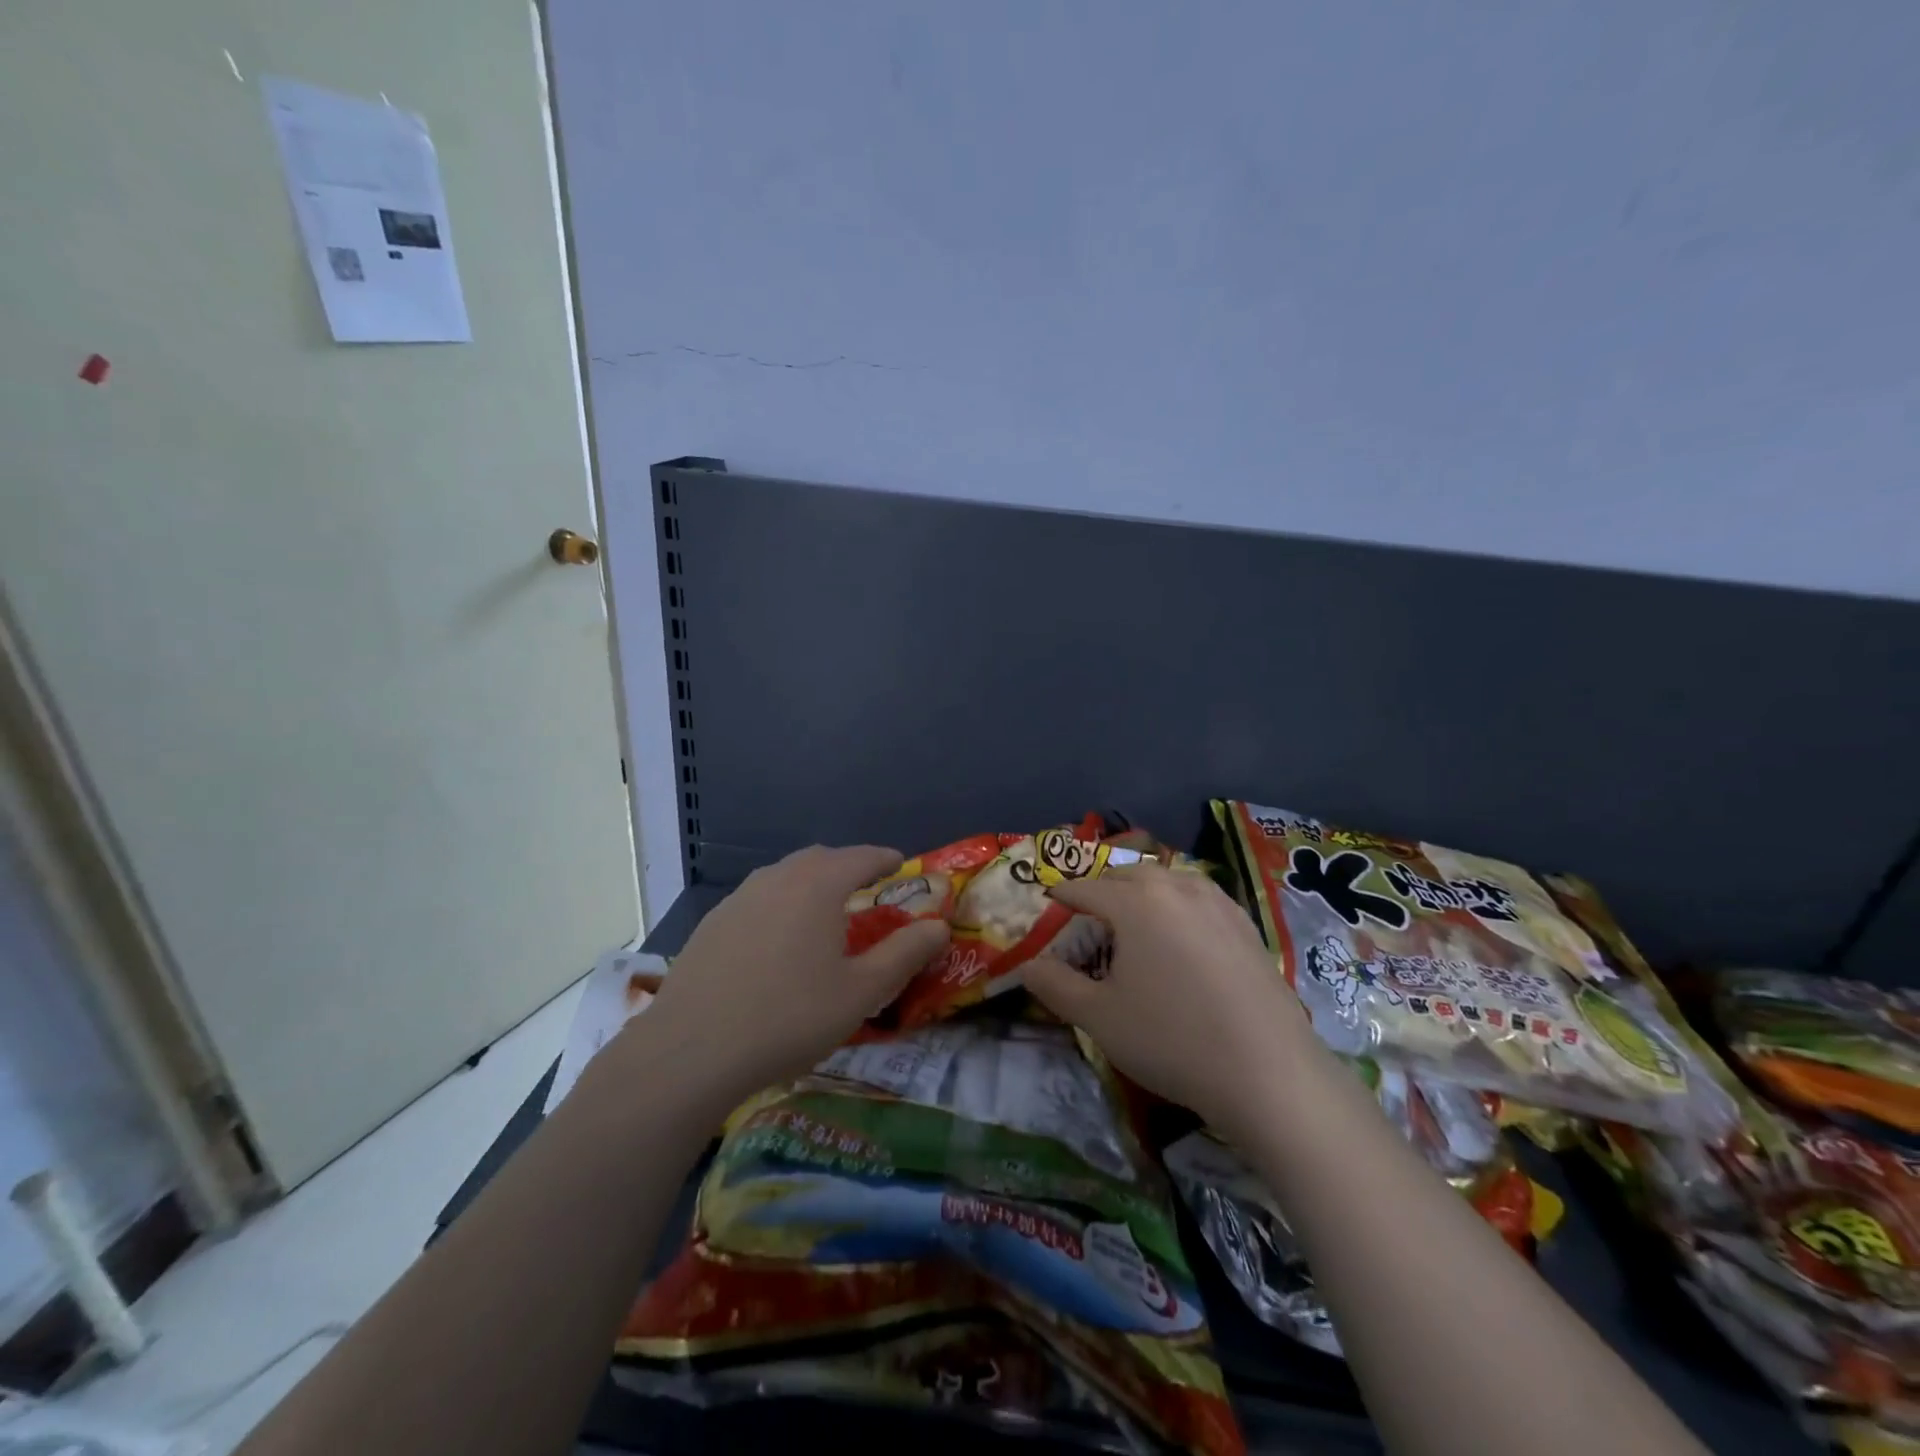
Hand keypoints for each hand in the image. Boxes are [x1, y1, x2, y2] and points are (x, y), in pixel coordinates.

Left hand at [640, 845, 949, 1101]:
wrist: (691, 1052)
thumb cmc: (788, 1017)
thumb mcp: (861, 991)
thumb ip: (904, 953)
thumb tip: (939, 926)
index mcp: (818, 885)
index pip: (862, 856)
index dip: (886, 859)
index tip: (901, 864)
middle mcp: (777, 878)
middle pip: (821, 859)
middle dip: (848, 867)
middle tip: (867, 889)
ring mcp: (738, 898)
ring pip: (785, 875)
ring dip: (811, 883)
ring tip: (824, 912)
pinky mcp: (712, 923)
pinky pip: (758, 898)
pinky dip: (780, 904)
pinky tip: (777, 940)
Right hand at [1022, 863, 1319, 1136]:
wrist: (1268, 1071)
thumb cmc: (1171, 1039)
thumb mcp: (1099, 1017)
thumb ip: (1055, 985)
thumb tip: (1027, 965)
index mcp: (1135, 902)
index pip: (1086, 888)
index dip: (1063, 896)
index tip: (1049, 904)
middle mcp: (1175, 888)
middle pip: (1127, 876)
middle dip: (1102, 889)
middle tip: (1087, 915)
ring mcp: (1217, 902)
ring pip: (1167, 881)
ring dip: (1142, 892)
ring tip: (1133, 918)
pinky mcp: (1246, 924)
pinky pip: (1199, 897)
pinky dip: (1178, 903)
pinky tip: (1182, 932)